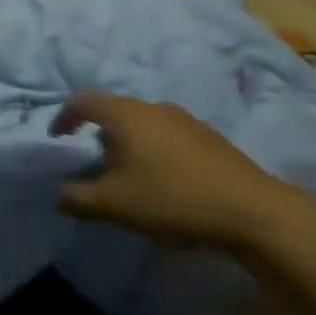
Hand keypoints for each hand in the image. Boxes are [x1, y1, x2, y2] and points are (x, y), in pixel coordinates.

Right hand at [54, 92, 294, 250]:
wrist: (256, 213)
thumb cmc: (173, 198)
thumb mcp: (114, 205)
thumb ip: (77, 198)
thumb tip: (59, 193)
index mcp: (124, 114)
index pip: (82, 101)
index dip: (64, 117)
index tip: (58, 139)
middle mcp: (152, 106)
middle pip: (114, 111)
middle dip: (98, 134)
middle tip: (94, 164)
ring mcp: (185, 120)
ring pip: (143, 123)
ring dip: (129, 143)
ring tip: (130, 176)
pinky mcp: (211, 139)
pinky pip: (169, 136)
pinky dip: (155, 151)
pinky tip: (166, 182)